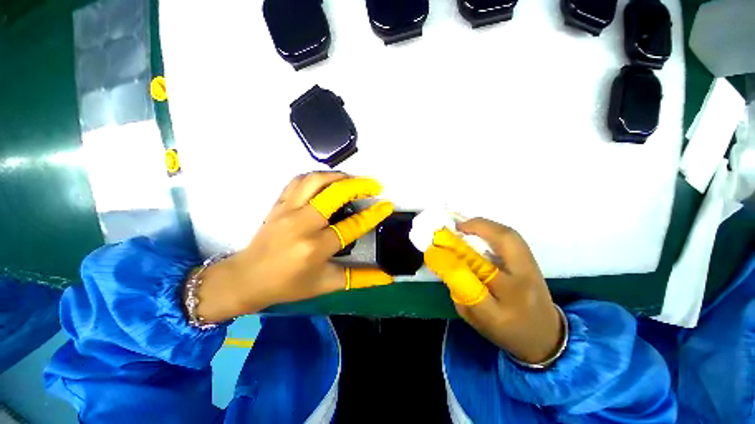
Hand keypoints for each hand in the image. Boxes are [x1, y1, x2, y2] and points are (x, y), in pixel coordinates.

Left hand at [191, 172, 394, 322]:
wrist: (246, 278)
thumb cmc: (288, 285)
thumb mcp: (327, 284)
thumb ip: (360, 278)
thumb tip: (388, 277)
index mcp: (315, 248)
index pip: (351, 226)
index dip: (373, 214)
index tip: (387, 205)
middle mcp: (302, 224)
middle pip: (334, 194)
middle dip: (358, 185)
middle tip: (374, 185)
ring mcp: (287, 210)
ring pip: (315, 180)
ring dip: (339, 176)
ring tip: (353, 180)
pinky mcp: (278, 204)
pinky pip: (298, 180)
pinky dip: (317, 176)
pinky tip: (328, 180)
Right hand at [424, 218, 562, 363]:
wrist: (545, 336)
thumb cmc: (504, 331)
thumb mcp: (474, 318)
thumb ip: (459, 291)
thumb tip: (447, 261)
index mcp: (498, 314)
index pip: (471, 285)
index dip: (451, 263)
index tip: (435, 250)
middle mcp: (519, 290)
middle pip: (502, 248)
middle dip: (476, 229)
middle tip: (455, 228)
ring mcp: (532, 273)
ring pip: (510, 237)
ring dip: (484, 225)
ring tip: (465, 226)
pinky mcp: (535, 263)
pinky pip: (513, 238)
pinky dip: (493, 229)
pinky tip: (480, 230)